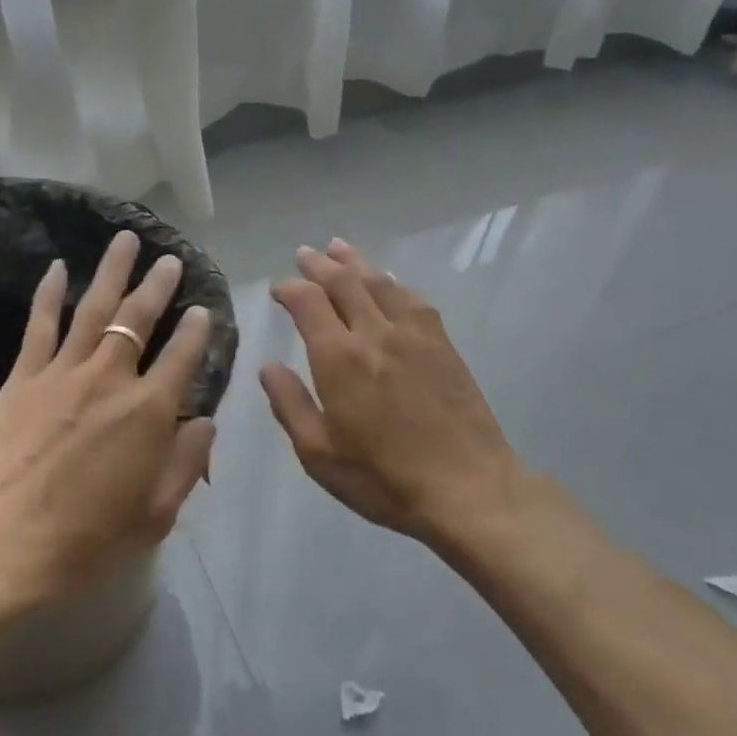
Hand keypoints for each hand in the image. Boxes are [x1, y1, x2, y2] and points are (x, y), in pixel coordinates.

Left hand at [0, 231, 215, 627]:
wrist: (1, 549)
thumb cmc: (87, 541)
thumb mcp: (156, 515)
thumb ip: (187, 462)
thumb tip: (206, 421)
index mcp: (149, 412)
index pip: (183, 356)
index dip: (197, 330)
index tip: (203, 310)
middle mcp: (111, 379)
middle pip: (139, 318)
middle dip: (158, 285)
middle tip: (170, 259)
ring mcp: (63, 373)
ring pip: (94, 308)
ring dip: (112, 271)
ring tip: (125, 239)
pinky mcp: (23, 378)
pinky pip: (39, 326)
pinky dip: (49, 294)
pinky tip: (58, 267)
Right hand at [261, 239, 522, 545]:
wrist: (467, 488)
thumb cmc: (384, 478)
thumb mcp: (319, 454)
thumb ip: (290, 405)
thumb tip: (268, 367)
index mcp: (340, 358)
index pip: (309, 302)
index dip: (290, 288)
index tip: (279, 288)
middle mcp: (375, 333)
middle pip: (344, 281)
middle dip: (320, 264)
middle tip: (304, 253)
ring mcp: (413, 335)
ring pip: (379, 282)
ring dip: (355, 262)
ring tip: (338, 248)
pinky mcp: (442, 343)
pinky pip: (414, 299)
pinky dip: (394, 282)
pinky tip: (389, 280)